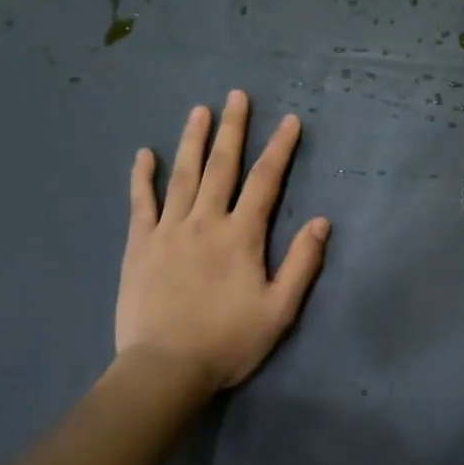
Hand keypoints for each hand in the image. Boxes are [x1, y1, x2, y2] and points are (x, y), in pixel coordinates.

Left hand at [116, 91, 329, 392]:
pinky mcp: (140, 245)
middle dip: (233, 129)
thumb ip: (302, 263)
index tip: (290, 120)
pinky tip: (144, 154)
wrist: (165, 369)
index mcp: (242, 236)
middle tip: (237, 95)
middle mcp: (205, 222)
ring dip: (193, 140)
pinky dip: (142, 177)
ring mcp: (168, 230)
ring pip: (183, 175)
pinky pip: (141, 203)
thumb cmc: (228, 341)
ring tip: (199, 110)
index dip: (280, 149)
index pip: (266, 181)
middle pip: (222, 166)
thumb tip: (323, 221)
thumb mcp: (280, 309)